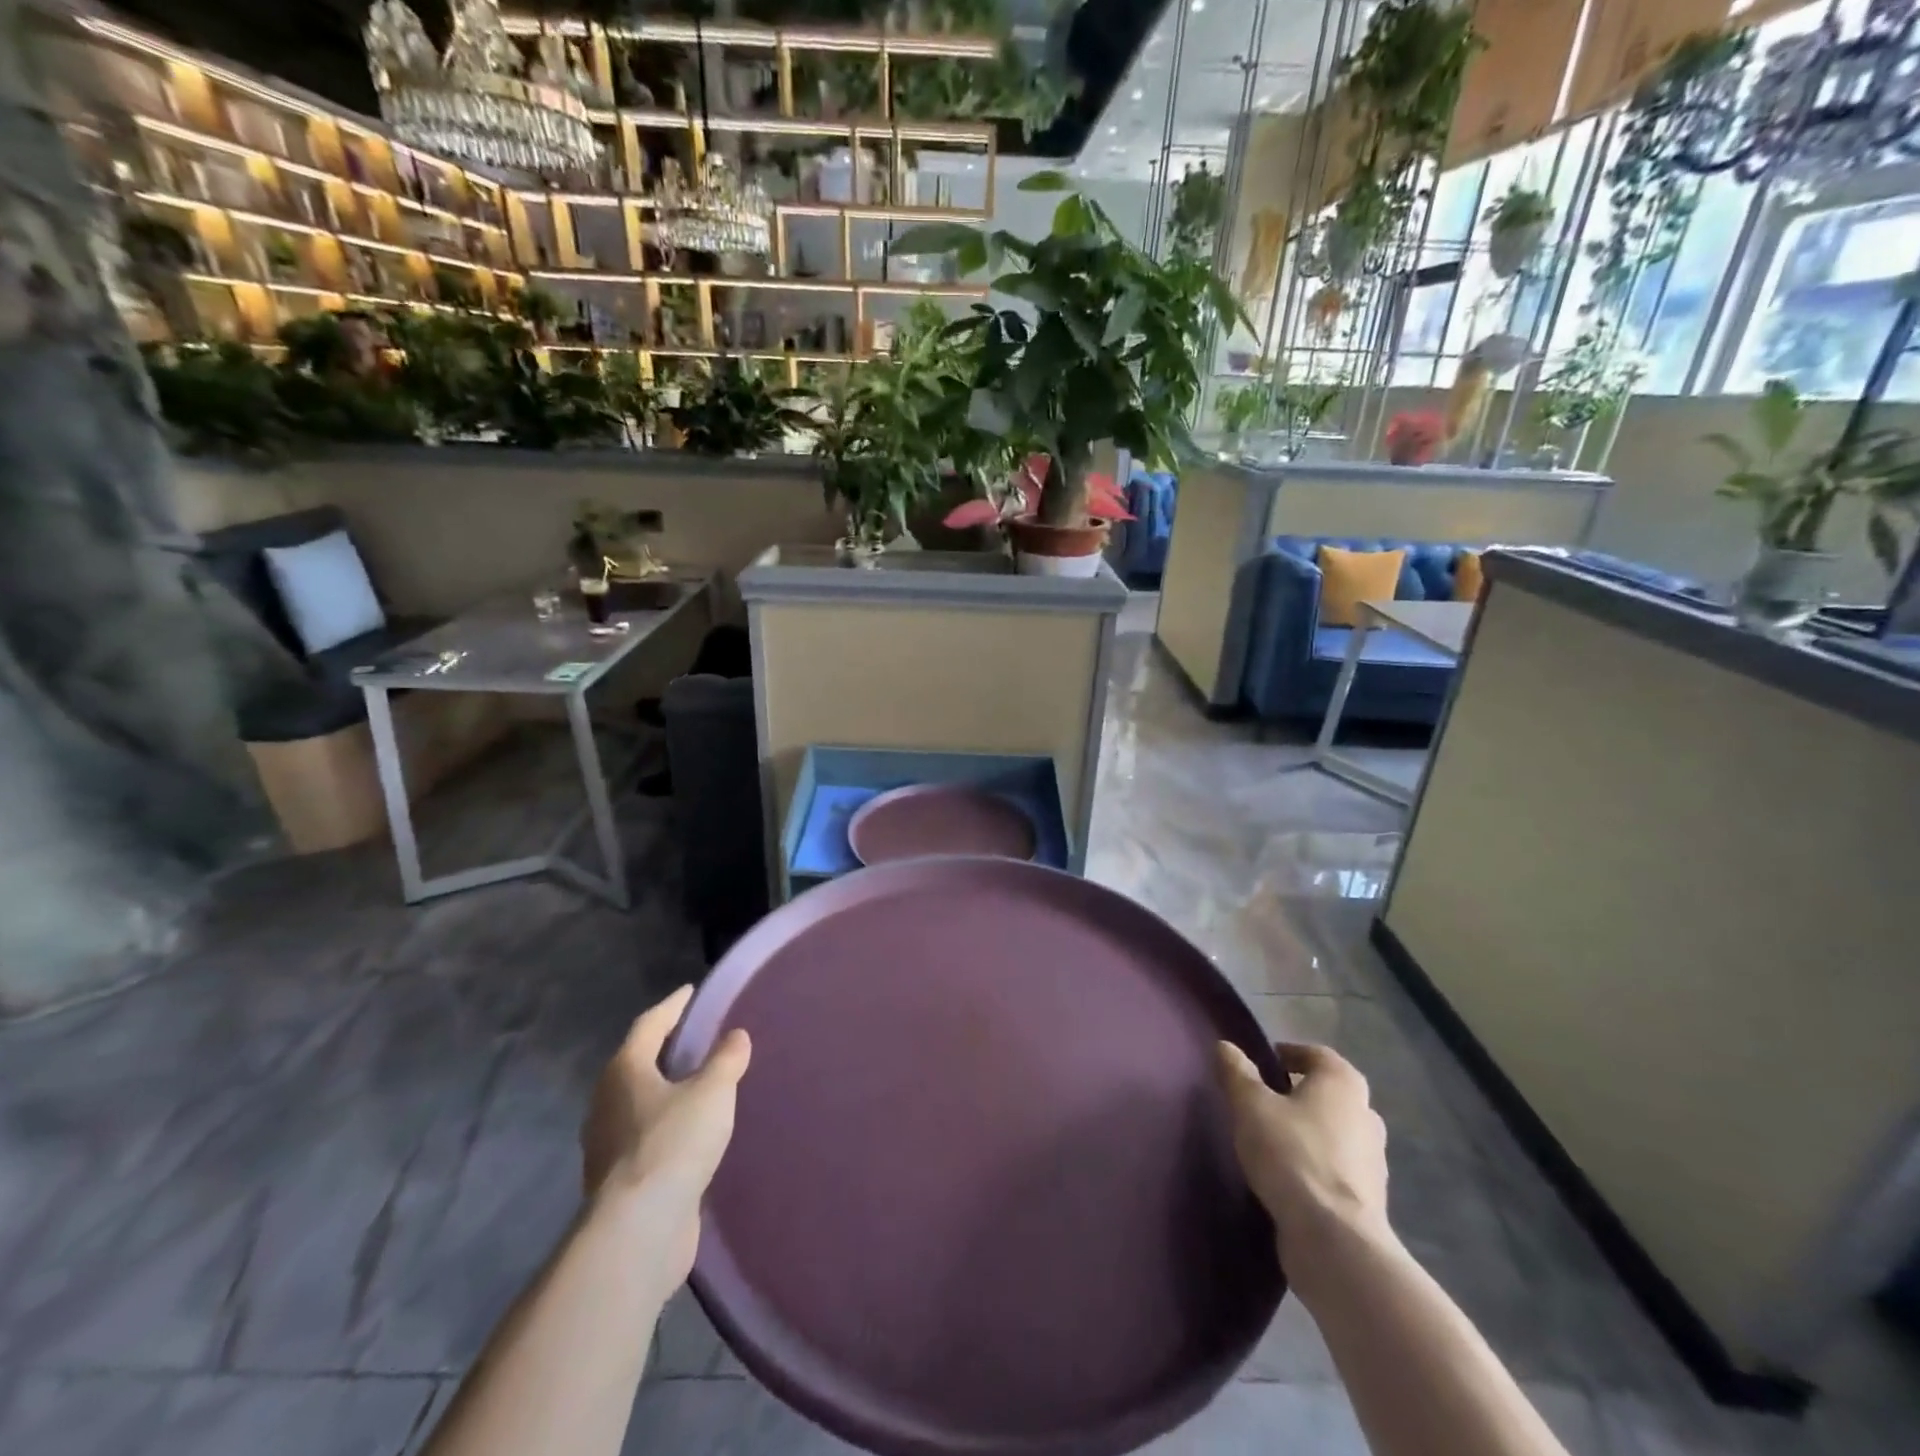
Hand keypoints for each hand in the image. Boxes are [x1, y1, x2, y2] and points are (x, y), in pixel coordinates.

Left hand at [581, 986, 751, 1291]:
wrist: (638, 1231)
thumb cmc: (673, 1143)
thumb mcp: (712, 1092)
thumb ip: (726, 1060)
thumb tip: (736, 1036)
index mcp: (624, 1070)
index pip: (649, 1024)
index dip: (673, 1006)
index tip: (691, 992)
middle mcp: (607, 1102)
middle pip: (638, 1062)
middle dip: (666, 1049)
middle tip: (698, 1037)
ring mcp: (607, 1145)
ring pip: (639, 1102)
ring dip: (666, 1090)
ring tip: (698, 1083)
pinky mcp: (618, 1180)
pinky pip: (645, 1136)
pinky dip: (667, 1124)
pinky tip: (691, 1132)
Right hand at [1216, 1040, 1389, 1251]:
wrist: (1333, 1239)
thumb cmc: (1291, 1154)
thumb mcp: (1250, 1105)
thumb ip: (1237, 1072)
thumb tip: (1226, 1047)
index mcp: (1343, 1083)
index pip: (1316, 1055)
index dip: (1287, 1055)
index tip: (1260, 1065)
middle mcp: (1366, 1115)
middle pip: (1328, 1094)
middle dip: (1298, 1095)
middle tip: (1262, 1102)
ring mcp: (1374, 1161)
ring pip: (1335, 1133)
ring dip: (1308, 1132)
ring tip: (1271, 1142)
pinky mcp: (1369, 1199)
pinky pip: (1337, 1168)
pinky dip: (1315, 1165)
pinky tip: (1288, 1177)